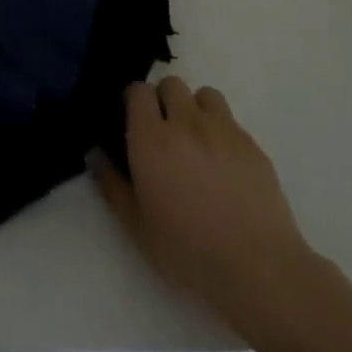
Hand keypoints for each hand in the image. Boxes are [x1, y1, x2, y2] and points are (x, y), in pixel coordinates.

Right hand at [92, 77, 317, 329]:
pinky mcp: (252, 144)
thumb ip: (111, 185)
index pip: (138, 90)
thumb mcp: (137, 226)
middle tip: (164, 132)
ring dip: (195, 108)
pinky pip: (231, 121)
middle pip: (171, 84)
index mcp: (152, 138)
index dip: (134, 101)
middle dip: (164, 100)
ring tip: (196, 140)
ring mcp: (223, 130)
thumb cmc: (188, 251)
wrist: (258, 268)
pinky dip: (221, 131)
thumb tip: (93, 153)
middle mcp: (186, 123)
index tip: (134, 123)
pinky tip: (224, 165)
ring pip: (204, 95)